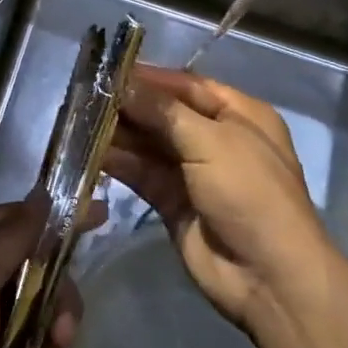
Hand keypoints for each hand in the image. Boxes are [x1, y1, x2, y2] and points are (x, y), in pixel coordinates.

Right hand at [107, 65, 331, 329]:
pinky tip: (89, 151)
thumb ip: (163, 111)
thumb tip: (123, 83)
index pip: (186, 85)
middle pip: (164, 113)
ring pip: (149, 143)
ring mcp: (194, 172)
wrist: (269, 278)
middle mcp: (216, 138)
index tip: (107, 69)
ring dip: (118, 132)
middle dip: (128, 105)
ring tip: (78, 120)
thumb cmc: (250, 193)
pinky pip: (142, 173)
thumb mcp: (211, 141)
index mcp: (239, 115)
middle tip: (84, 95)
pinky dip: (118, 162)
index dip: (149, 77)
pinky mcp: (173, 202)